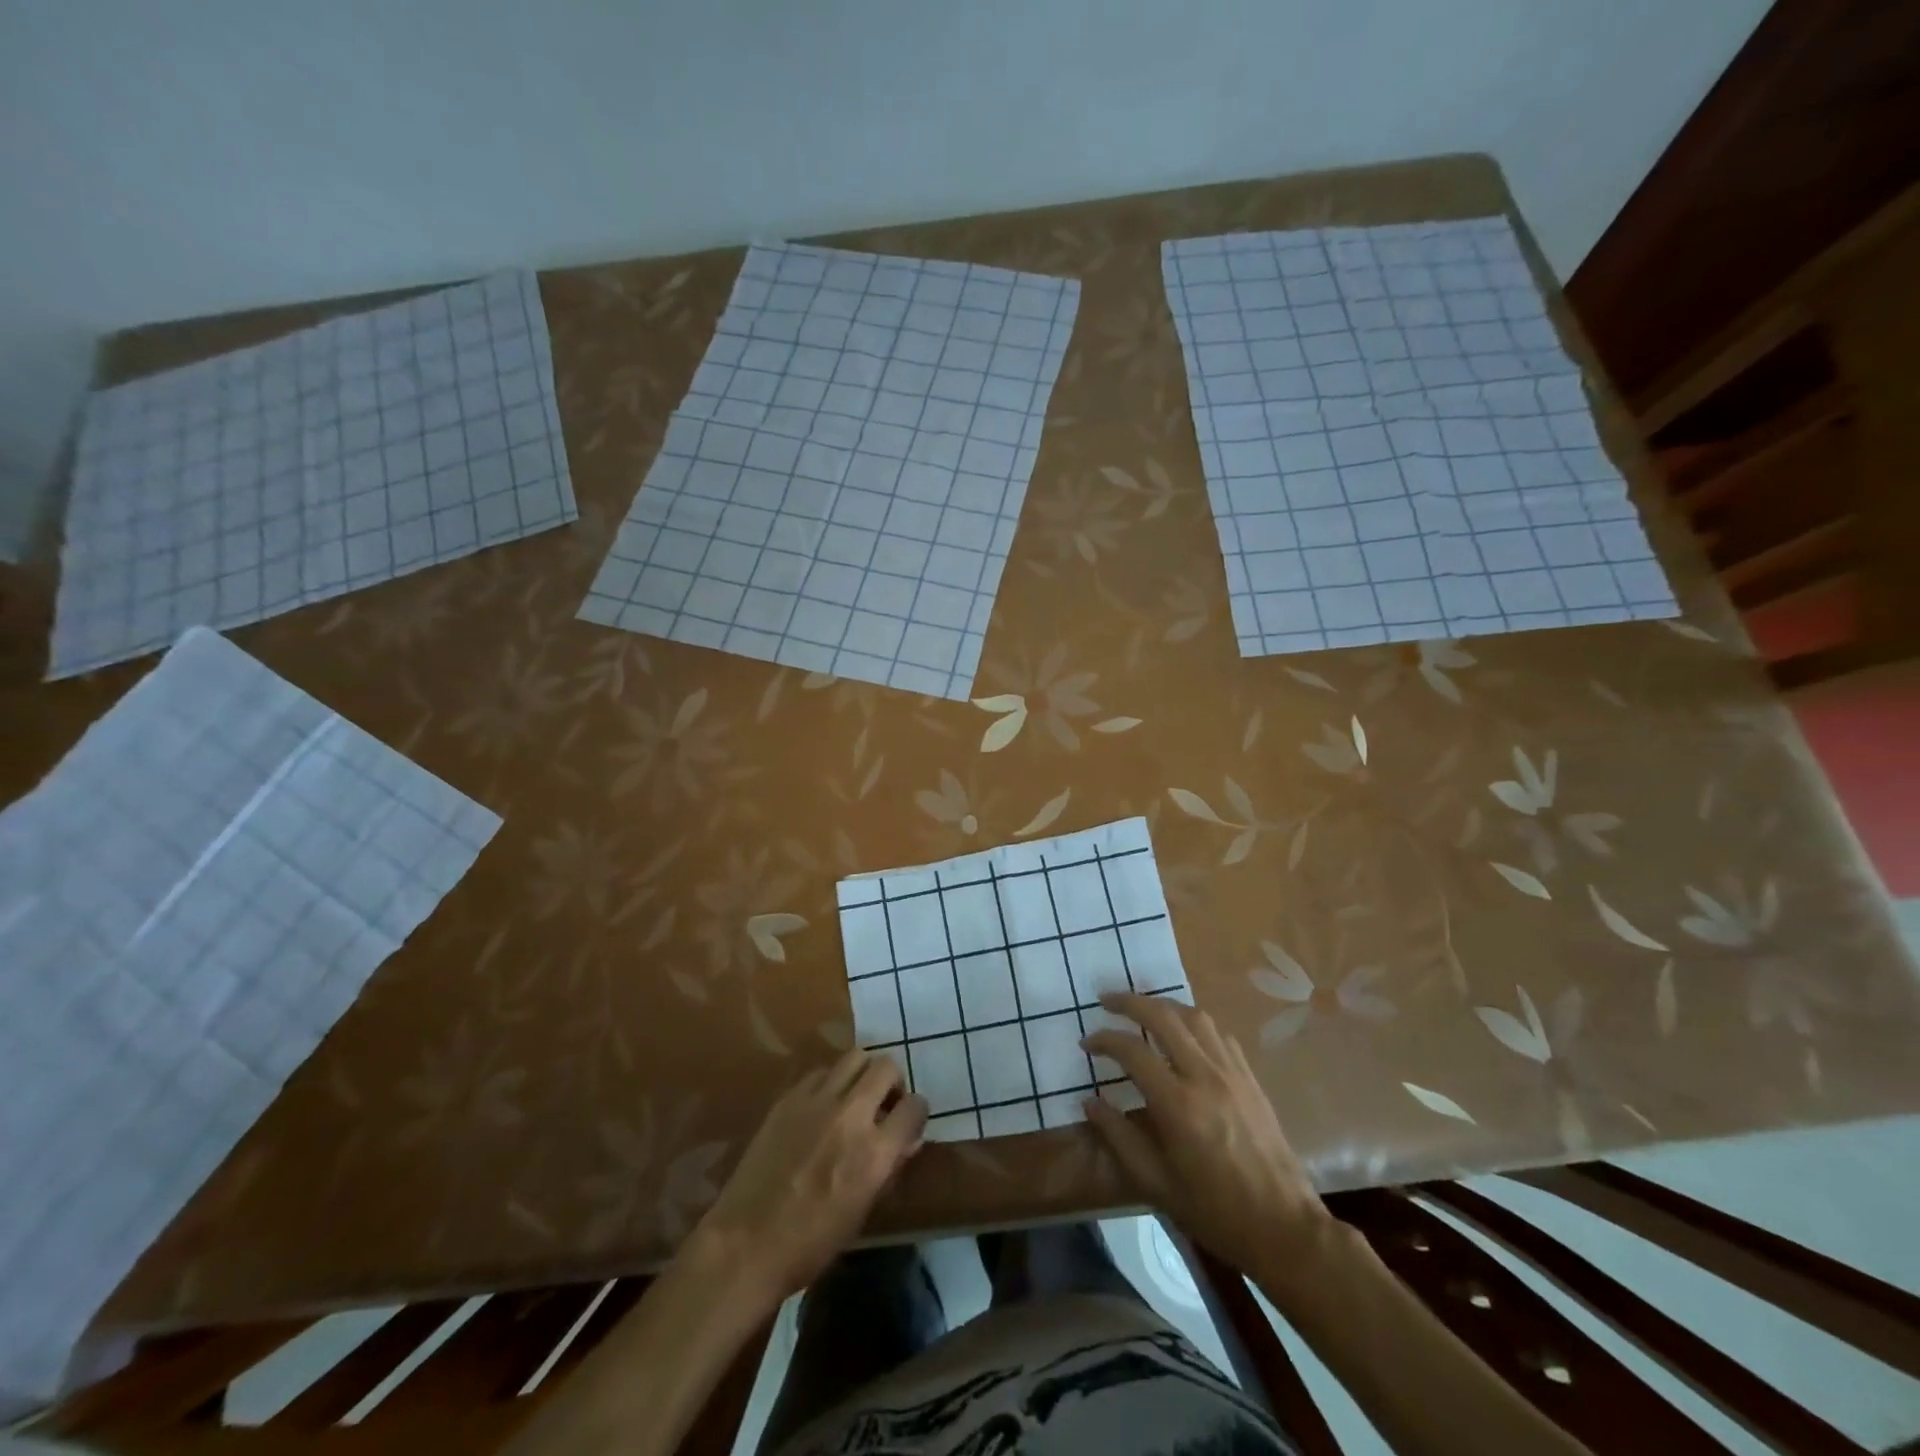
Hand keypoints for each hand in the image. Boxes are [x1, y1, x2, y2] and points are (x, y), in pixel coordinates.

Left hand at [692, 1050, 927, 1304]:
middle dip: (893, 1083)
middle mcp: (850, 1115)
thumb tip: (907, 1140)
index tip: (909, 1121)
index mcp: (874, 1152)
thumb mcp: (862, 1211)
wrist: (745, 1244)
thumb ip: (888, 1168)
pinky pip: (821, 1072)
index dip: (916, 1113)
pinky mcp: (789, 1098)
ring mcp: (817, 1101)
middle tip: (884, 1104)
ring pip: (855, 1057)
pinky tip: (822, 1107)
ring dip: (863, 1074)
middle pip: (886, 1067)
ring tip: (855, 1097)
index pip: (914, 1106)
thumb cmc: (811, 1243)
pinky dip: (831, 1083)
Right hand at [1082, 992, 1329, 1276]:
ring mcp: (1231, 1072)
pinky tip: (1184, 1034)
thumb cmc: (1214, 1210)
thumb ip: (1119, 1137)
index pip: (1131, 1050)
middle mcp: (1203, 1076)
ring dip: (1163, 1005)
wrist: (1283, 1226)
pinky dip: (1194, 1023)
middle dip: (1129, 1002)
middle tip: (1106, 1002)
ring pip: (1194, 1016)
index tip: (1086, 1043)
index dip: (1104, 1040)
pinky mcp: (1249, 1078)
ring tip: (1143, 1010)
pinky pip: (1219, 1034)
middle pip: (1162, 1016)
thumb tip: (1089, 1102)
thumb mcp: (1156, 1182)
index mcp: (1177, 1104)